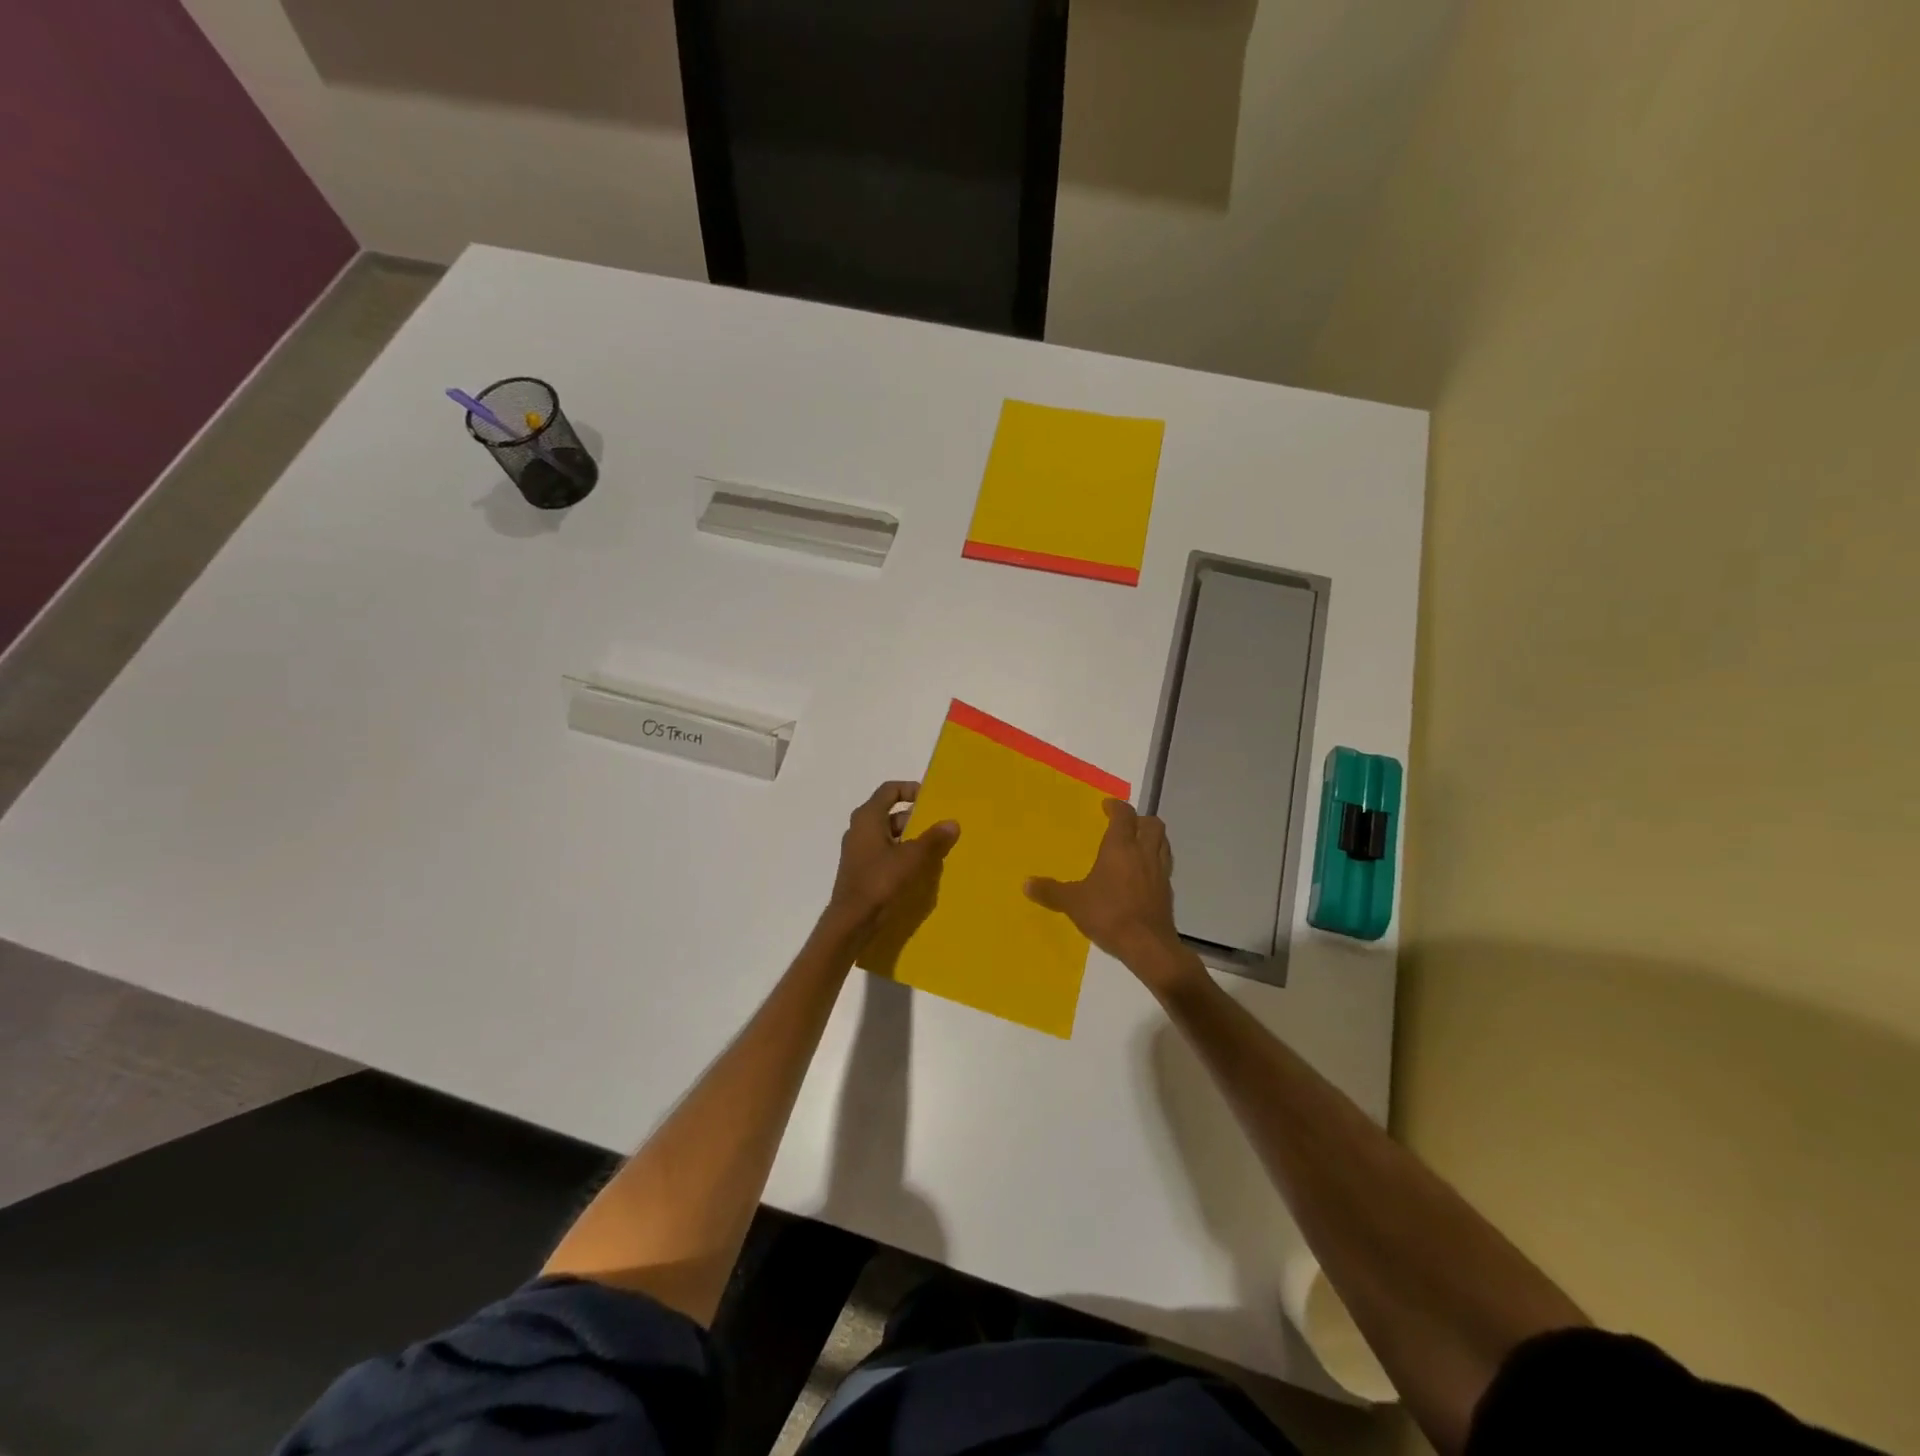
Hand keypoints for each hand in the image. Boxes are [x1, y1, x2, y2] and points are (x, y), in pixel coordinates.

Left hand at [825, 781, 959, 942]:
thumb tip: (952, 823)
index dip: (910, 789)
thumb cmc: (880, 881)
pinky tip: (917, 869)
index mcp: (868, 817)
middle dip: (915, 819)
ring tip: (933, 850)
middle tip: (938, 828)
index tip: (931, 800)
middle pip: (890, 813)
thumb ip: (933, 839)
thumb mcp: (912, 858)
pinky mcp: (861, 869)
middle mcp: (859, 829)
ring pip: (888, 835)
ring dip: (910, 839)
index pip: (889, 790)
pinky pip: (884, 853)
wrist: (852, 921)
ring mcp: (858, 850)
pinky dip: (900, 854)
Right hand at [1025, 800, 1201, 993]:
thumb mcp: (1073, 902)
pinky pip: (1164, 866)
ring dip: (1151, 839)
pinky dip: (1155, 863)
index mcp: (1121, 847)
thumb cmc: (1109, 914)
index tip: (1107, 806)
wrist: (1147, 945)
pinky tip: (1142, 877)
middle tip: (1124, 826)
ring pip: (1163, 843)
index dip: (1116, 807)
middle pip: (1152, 824)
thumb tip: (1026, 883)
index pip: (1124, 815)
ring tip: (1135, 847)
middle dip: (1139, 820)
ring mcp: (1160, 872)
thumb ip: (1050, 891)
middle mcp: (1144, 853)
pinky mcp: (1168, 892)